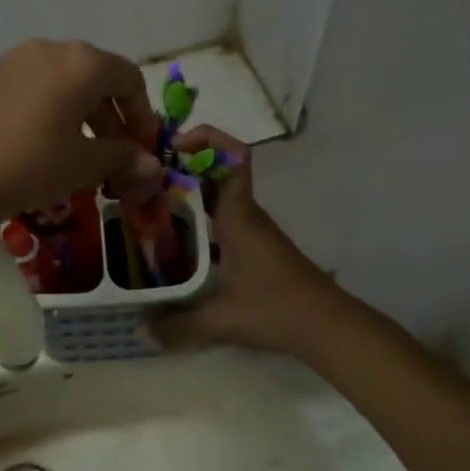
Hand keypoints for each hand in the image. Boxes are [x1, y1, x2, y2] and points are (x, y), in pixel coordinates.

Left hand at [0, 39, 162, 224]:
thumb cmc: (33, 164)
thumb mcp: (85, 164)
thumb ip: (123, 158)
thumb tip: (151, 166)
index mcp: (82, 62)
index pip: (129, 78)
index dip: (143, 114)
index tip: (144, 148)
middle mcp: (49, 48)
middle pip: (96, 78)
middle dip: (112, 118)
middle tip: (117, 157)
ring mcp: (13, 60)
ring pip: (63, 82)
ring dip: (82, 115)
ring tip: (81, 155)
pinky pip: (33, 88)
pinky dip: (50, 111)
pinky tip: (43, 146)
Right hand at [150, 127, 341, 357]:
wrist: (328, 327)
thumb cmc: (276, 309)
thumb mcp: (222, 319)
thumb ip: (179, 326)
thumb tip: (141, 331)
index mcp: (238, 214)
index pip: (234, 154)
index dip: (205, 139)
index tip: (171, 147)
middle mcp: (245, 214)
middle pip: (217, 172)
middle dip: (181, 168)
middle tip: (142, 179)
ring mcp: (252, 230)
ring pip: (217, 197)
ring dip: (187, 195)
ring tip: (149, 207)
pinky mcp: (254, 248)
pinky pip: (221, 220)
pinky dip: (198, 221)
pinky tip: (175, 244)